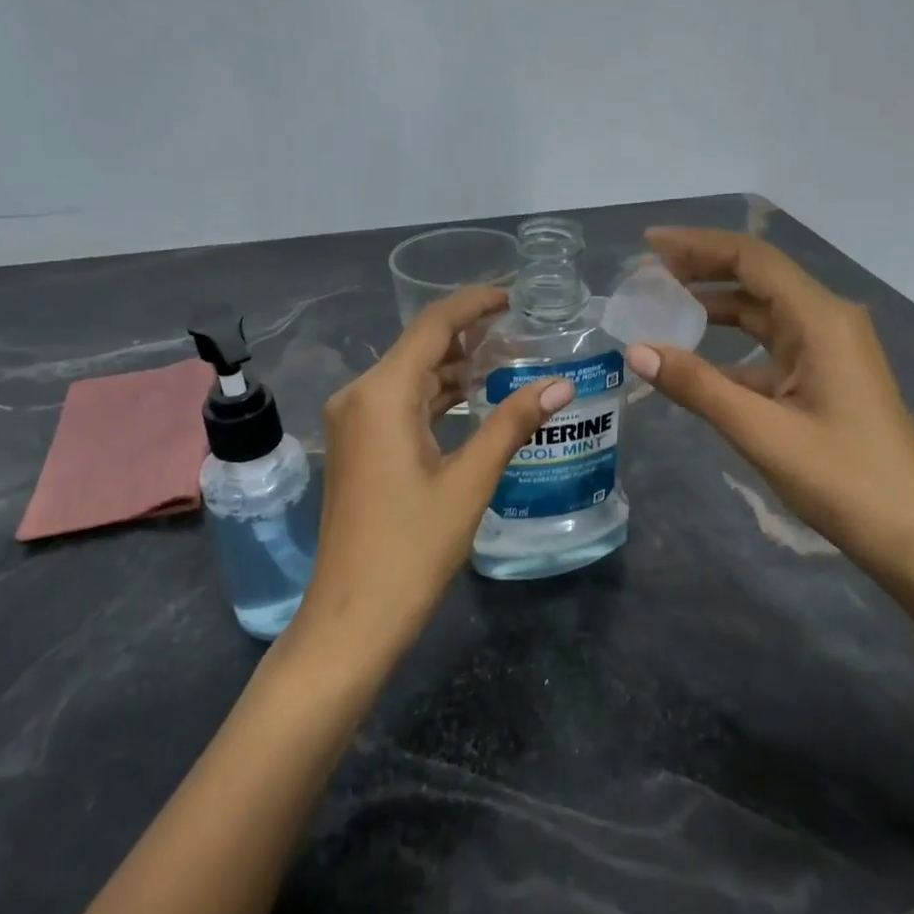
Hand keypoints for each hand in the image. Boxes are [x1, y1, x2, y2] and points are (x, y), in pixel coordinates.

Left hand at [297, 286, 571, 654]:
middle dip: (469, 336)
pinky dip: (436, 397)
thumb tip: (561, 385)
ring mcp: (353, 423)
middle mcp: (359, 396)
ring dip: (454, 368)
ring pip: (410, 377)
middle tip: (523, 332)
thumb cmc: (412, 548)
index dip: (474, 304)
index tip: (514, 295)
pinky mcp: (358, 447)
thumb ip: (512, 424)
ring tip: (508, 360)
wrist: (352, 617)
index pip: (433, 327)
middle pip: (420, 348)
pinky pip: (401, 404)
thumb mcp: (469, 481)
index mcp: (381, 394)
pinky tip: (473, 399)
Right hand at [625, 227, 913, 589]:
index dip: (697, 245)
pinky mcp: (828, 377)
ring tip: (664, 306)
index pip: (751, 259)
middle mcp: (828, 321)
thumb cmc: (844, 480)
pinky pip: (772, 347)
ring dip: (716, 305)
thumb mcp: (761, 431)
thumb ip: (697, 386)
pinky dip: (733, 346)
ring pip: (764, 312)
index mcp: (820, 320)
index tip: (648, 244)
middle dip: (703, 268)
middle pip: (757, 277)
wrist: (913, 537)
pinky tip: (698, 363)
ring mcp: (831, 350)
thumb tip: (636, 350)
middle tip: (648, 272)